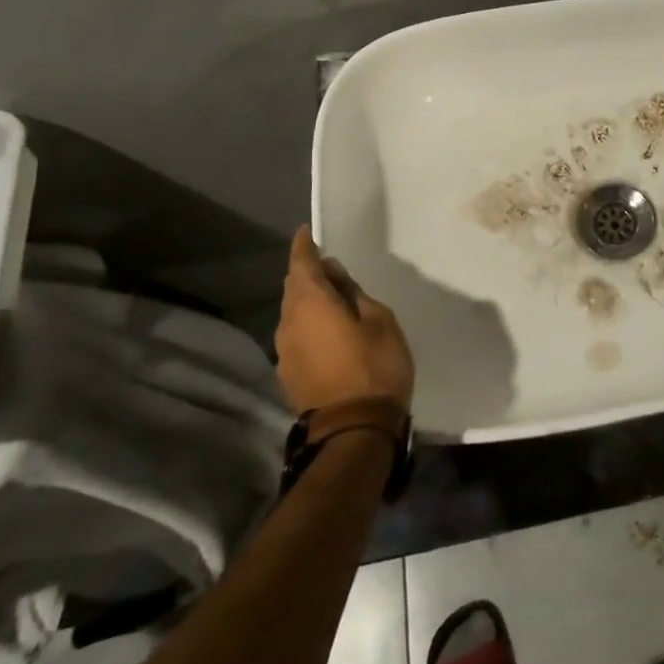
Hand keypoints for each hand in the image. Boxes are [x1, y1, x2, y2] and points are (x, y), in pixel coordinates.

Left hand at [277, 228, 414, 416]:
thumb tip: (334, 276)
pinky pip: (297, 337)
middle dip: (308, 275)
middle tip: (332, 269)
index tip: (306, 233)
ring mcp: (284, 352)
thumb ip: (353, 294)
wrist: (353, 430)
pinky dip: (310, 326)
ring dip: (309, 302)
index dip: (303, 247)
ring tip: (334, 301)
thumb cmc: (374, 366)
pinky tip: (329, 332)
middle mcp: (288, 323)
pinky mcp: (289, 375)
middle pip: (293, 289)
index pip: (300, 265)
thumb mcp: (379, 320)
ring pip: (293, 314)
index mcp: (310, 304)